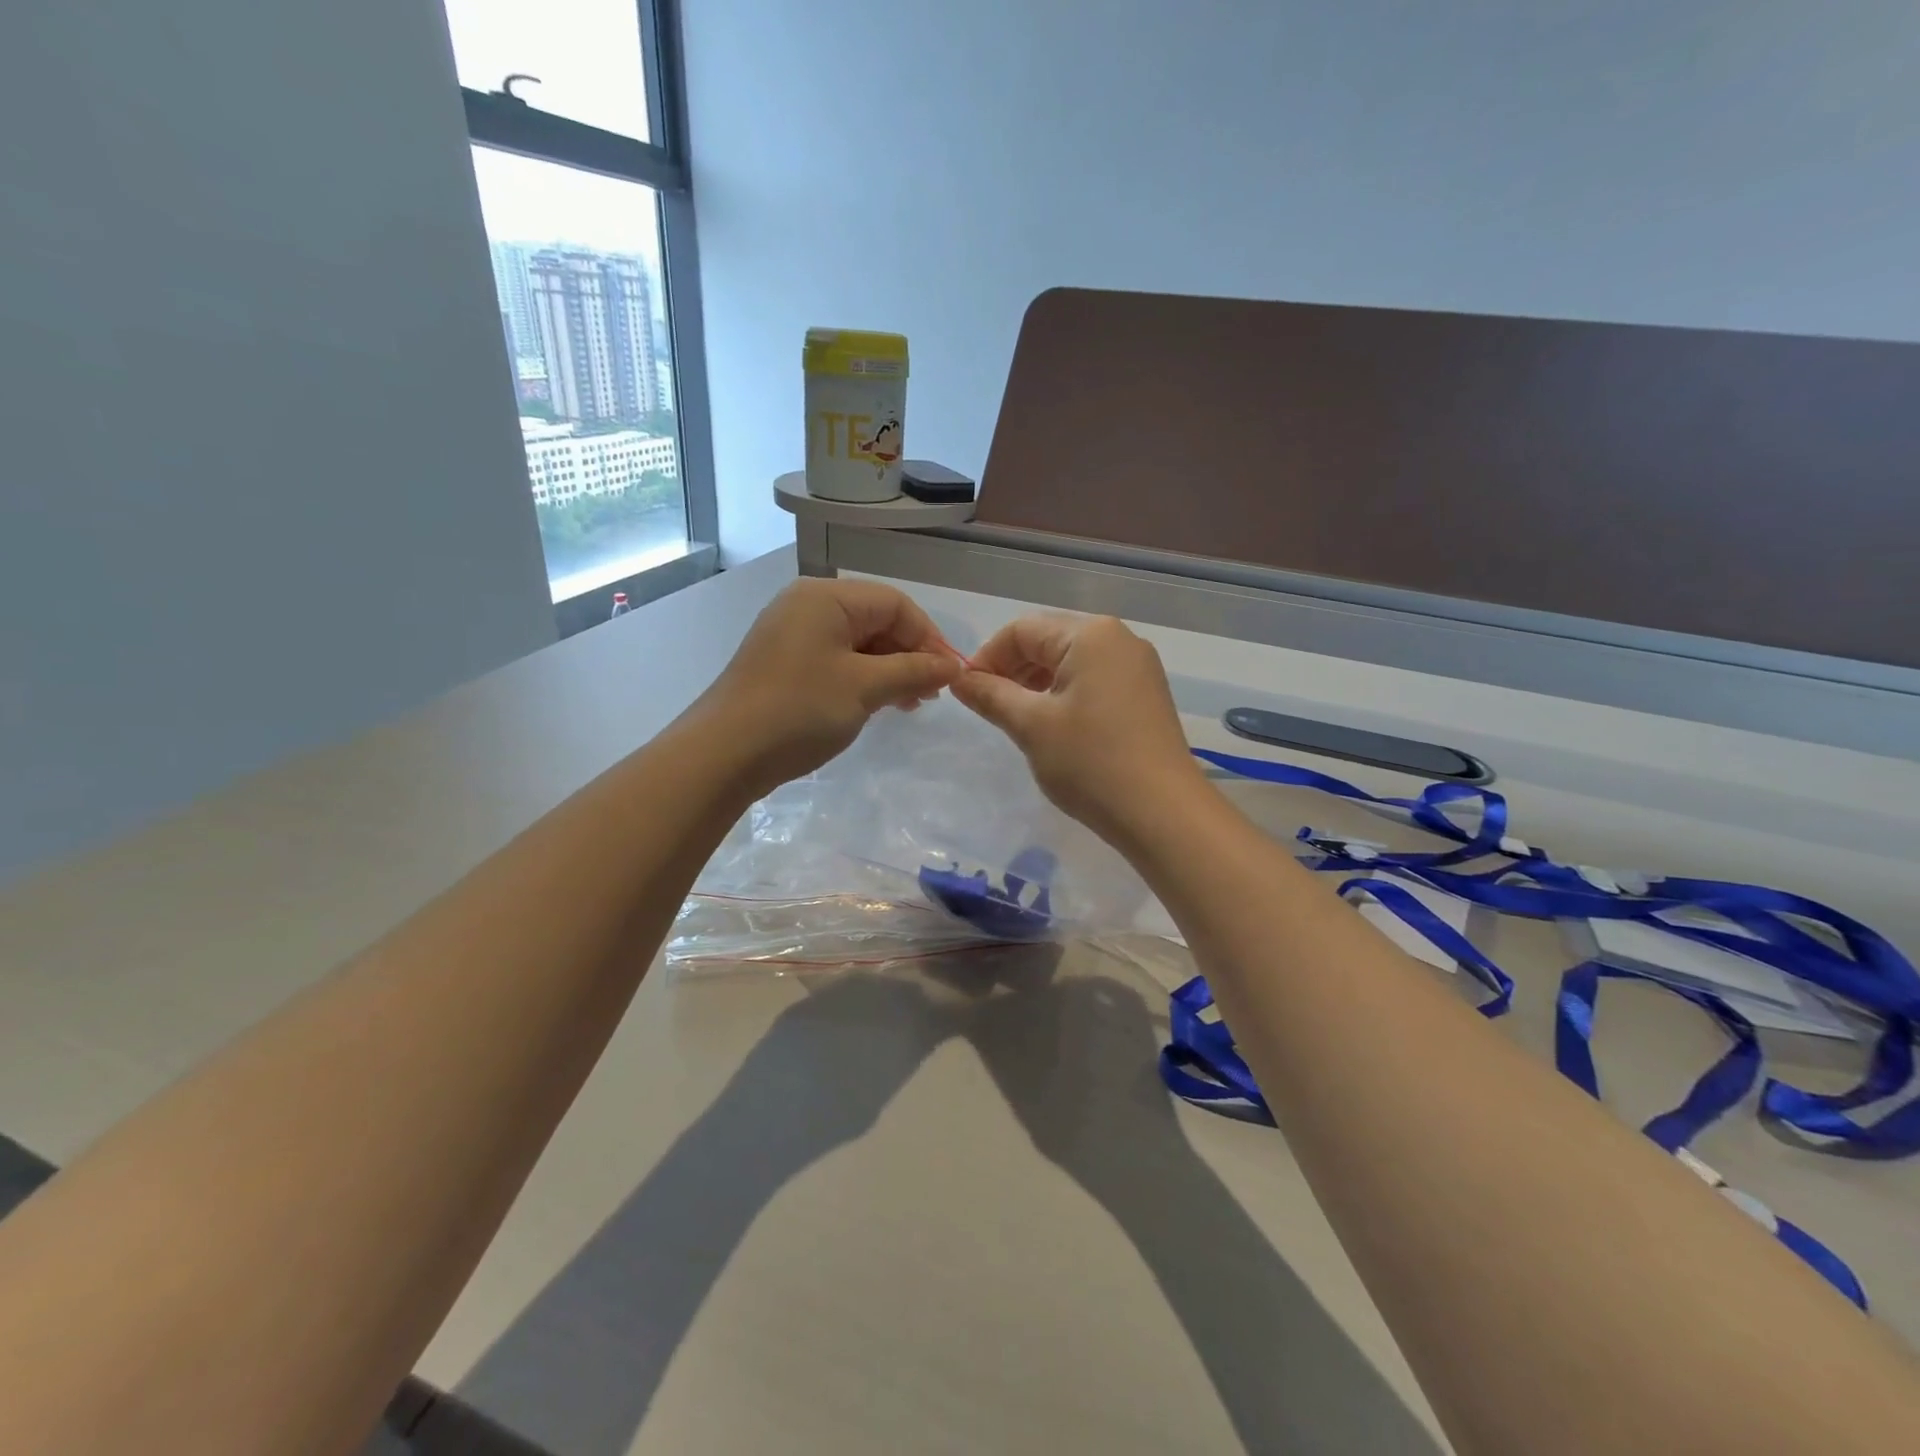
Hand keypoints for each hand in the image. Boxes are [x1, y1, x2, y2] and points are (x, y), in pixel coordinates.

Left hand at [695, 578, 962, 795]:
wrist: (723, 754)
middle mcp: (807, 605)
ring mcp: (791, 633)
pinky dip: (862, 678)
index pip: (895, 603)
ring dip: (889, 670)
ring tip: (909, 704)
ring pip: (857, 643)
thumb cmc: (799, 711)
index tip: (948, 676)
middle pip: (876, 620)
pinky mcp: (783, 662)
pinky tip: (877, 704)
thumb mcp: (865, 688)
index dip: (928, 637)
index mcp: (826, 597)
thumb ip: (913, 671)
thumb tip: (953, 666)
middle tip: (930, 695)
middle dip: (909, 655)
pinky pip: (835, 660)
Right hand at [950, 614, 1204, 842]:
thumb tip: (959, 679)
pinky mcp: (1146, 694)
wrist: (1163, 813)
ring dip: (1037, 683)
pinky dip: (1066, 695)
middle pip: (1048, 640)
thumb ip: (990, 695)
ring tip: (1017, 719)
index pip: (1022, 630)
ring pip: (1072, 662)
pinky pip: (1095, 680)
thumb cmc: (1090, 762)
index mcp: (1090, 635)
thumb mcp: (1030, 726)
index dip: (987, 657)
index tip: (967, 693)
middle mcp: (1118, 639)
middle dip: (1012, 669)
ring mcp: (1138, 667)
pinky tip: (1054, 727)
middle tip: (989, 707)